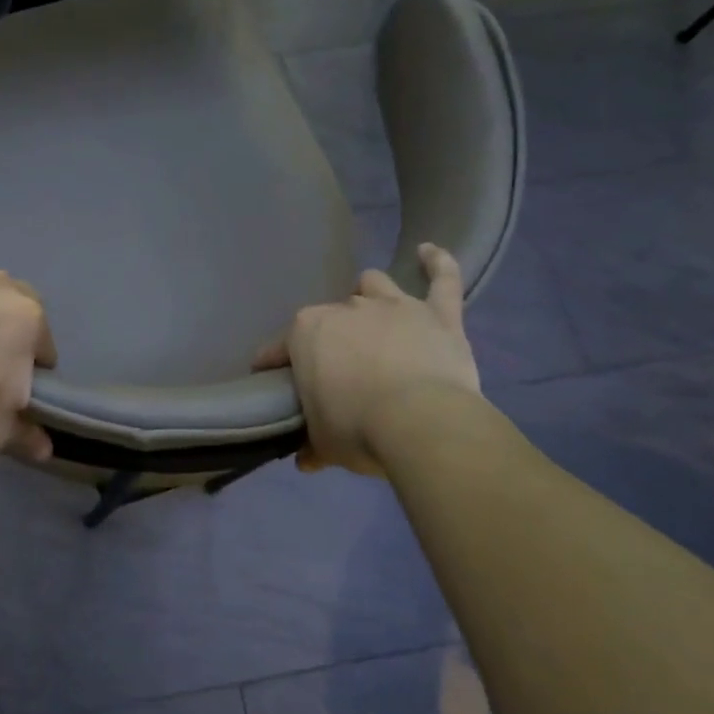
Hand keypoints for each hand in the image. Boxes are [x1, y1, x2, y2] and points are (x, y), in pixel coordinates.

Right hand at [254, 244, 480, 474]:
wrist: (421, 424)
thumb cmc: (357, 429)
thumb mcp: (325, 444)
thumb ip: (313, 446)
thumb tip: (306, 461)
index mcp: (307, 332)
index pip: (279, 347)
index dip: (274, 363)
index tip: (271, 379)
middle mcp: (345, 308)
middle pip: (331, 316)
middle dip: (330, 336)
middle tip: (337, 366)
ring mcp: (394, 306)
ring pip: (374, 286)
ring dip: (370, 296)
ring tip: (372, 314)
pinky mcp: (438, 315)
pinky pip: (443, 280)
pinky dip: (438, 264)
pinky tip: (430, 252)